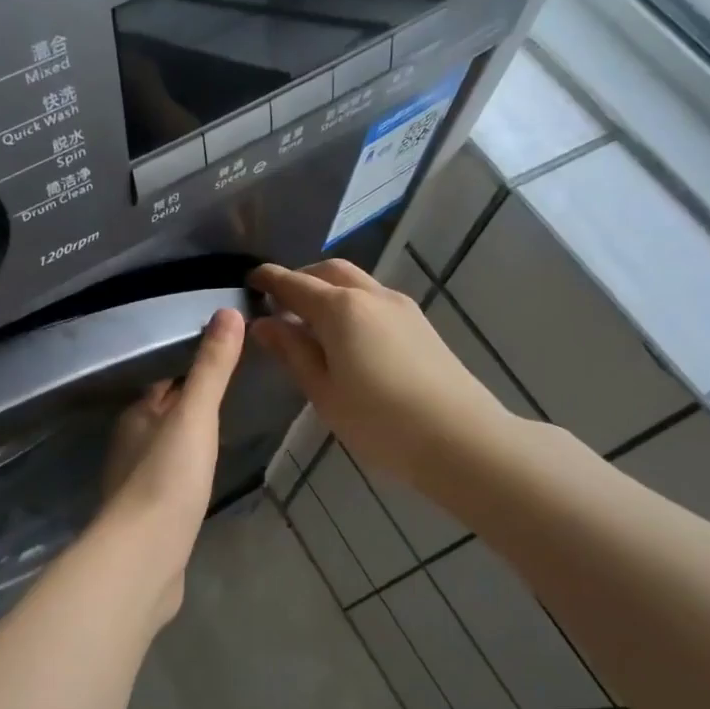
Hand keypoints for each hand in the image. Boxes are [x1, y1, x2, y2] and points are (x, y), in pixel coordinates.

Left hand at [93, 307, 246, 625]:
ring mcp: (136, 483)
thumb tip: (228, 312)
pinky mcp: (148, 516)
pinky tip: (202, 478)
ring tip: (220, 429)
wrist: (145, 556)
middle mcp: (130, 445)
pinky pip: (169, 481)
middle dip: (188, 403)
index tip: (219, 356)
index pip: (162, 381)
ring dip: (187, 438)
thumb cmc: (168, 476)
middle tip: (230, 390)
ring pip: (165, 448)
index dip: (187, 368)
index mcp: (136, 416)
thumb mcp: (195, 415)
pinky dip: (185, 471)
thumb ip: (211, 368)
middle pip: (163, 414)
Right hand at [248, 260, 519, 483]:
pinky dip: (351, 303)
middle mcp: (371, 295)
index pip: (295, 284)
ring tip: (311, 323)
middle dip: (301, 279)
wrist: (459, 437)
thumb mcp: (323, 391)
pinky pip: (375, 299)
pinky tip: (346, 336)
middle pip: (329, 271)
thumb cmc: (378, 420)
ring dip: (328, 290)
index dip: (270, 280)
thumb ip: (293, 352)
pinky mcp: (419, 324)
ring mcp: (400, 307)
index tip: (250, 280)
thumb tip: (264, 325)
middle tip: (280, 303)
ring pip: (356, 282)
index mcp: (340, 309)